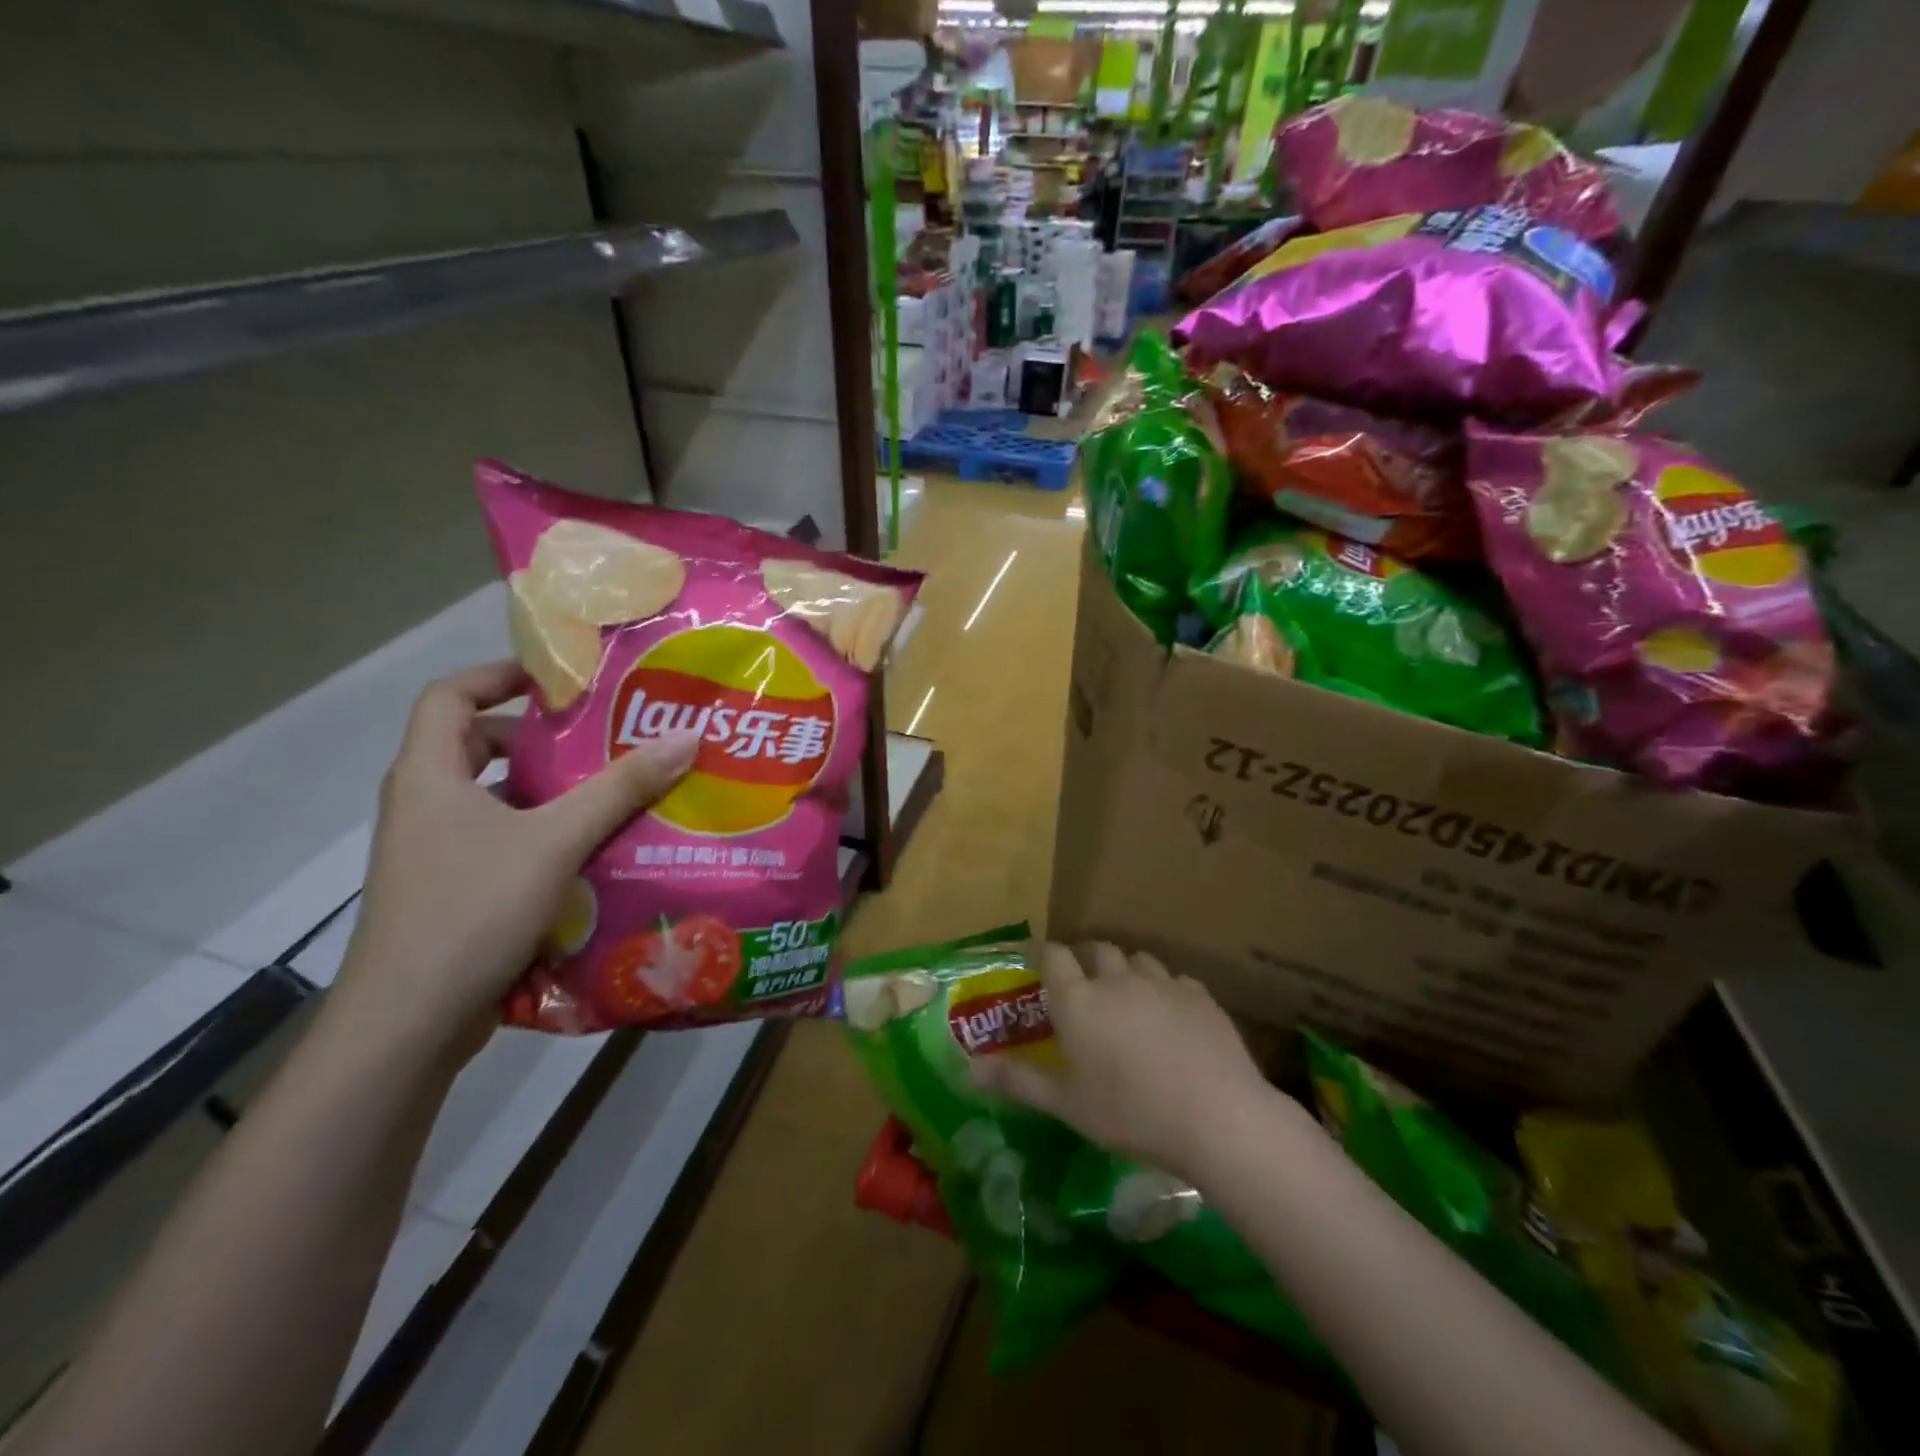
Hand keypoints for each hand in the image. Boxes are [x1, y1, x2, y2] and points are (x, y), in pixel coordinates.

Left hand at [329, 661, 699, 1053]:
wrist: (408, 1024)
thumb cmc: (471, 910)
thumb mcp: (555, 840)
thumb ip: (620, 788)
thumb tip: (685, 736)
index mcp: (430, 775)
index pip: (450, 695)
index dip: (500, 675)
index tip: (561, 680)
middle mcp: (425, 806)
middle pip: (476, 746)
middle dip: (539, 737)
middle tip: (603, 736)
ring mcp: (436, 853)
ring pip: (496, 799)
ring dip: (549, 791)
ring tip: (614, 790)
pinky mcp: (453, 891)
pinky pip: (504, 842)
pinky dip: (546, 836)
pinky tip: (596, 852)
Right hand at [969, 943, 1271, 1181]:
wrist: (1216, 1116)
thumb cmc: (1130, 1114)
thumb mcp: (1068, 1105)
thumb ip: (1018, 1081)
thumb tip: (969, 1067)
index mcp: (1079, 1001)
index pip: (1054, 956)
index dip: (1044, 954)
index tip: (1039, 963)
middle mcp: (1117, 980)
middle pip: (1097, 950)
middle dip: (1086, 960)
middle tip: (1084, 984)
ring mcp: (1162, 983)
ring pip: (1138, 960)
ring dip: (1127, 971)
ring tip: (1128, 997)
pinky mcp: (1200, 995)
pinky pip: (1175, 980)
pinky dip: (1165, 990)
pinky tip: (1172, 1016)